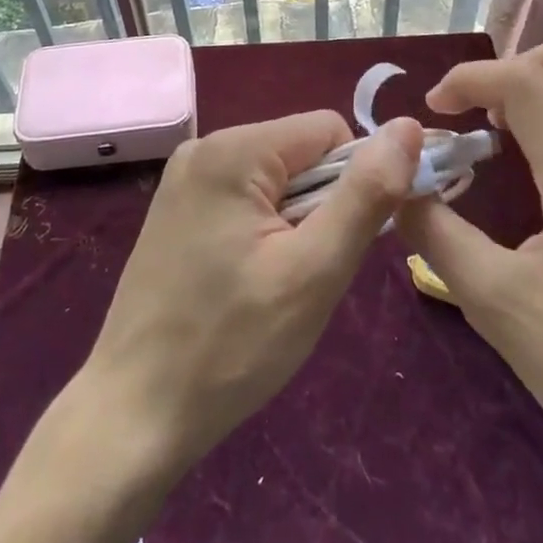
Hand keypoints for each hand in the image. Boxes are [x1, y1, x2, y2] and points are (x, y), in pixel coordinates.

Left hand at [87, 110, 423, 466]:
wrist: (134, 415)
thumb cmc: (231, 345)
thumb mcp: (315, 271)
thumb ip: (367, 194)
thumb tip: (408, 127)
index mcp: (234, 148)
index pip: (328, 130)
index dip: (354, 181)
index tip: (344, 244)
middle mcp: (204, 147)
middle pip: (300, 153)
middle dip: (322, 206)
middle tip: (307, 275)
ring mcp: (185, 179)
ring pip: (276, 179)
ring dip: (296, 223)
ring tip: (278, 284)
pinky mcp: (176, 210)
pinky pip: (245, 198)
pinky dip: (265, 231)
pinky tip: (250, 282)